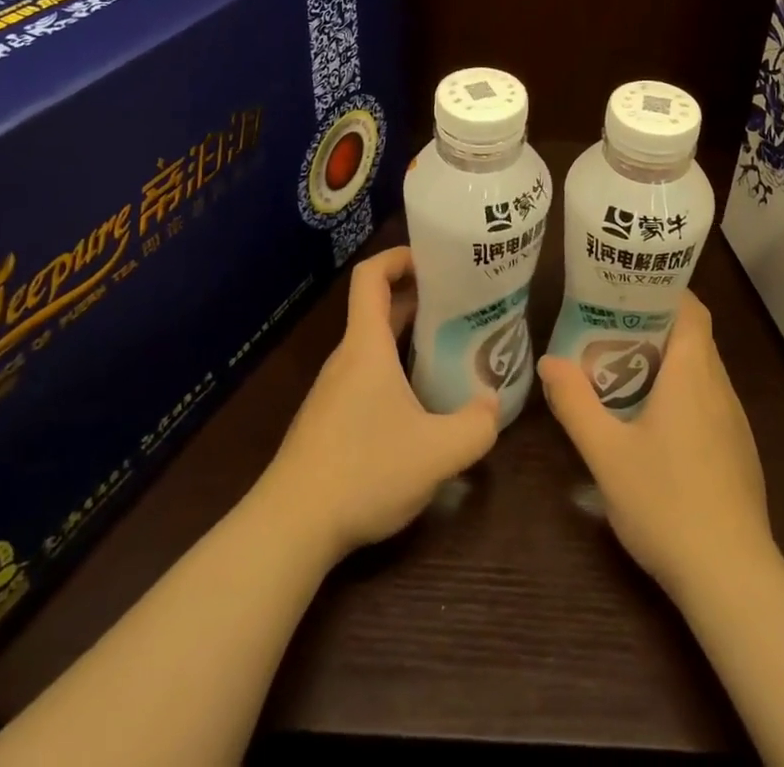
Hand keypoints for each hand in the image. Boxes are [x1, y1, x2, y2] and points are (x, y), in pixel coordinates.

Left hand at [263, 247, 500, 561]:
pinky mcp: (330, 421)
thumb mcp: (437, 453)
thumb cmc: (363, 471)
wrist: (290, 528)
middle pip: (379, 309)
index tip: (435, 258)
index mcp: (366, 346)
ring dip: (408, 338)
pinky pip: (366, 377)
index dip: (399, 256)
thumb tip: (492, 404)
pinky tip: (420, 405)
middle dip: (419, 298)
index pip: (371, 276)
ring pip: (374, 347)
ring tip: (450, 350)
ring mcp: (334, 391)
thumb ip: (476, 426)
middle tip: (462, 304)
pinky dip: (395, 371)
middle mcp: (347, 359)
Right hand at [539, 291, 776, 600]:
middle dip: (654, 325)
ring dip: (667, 361)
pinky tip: (653, 423)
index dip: (664, 290)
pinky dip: (682, 393)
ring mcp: (734, 422)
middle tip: (608, 327)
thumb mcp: (606, 453)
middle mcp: (720, 388)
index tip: (627, 289)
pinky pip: (709, 402)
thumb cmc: (667, 503)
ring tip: (622, 368)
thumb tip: (548, 362)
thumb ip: (575, 404)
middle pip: (693, 336)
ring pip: (702, 371)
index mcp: (693, 373)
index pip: (691, 309)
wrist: (732, 578)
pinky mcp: (738, 452)